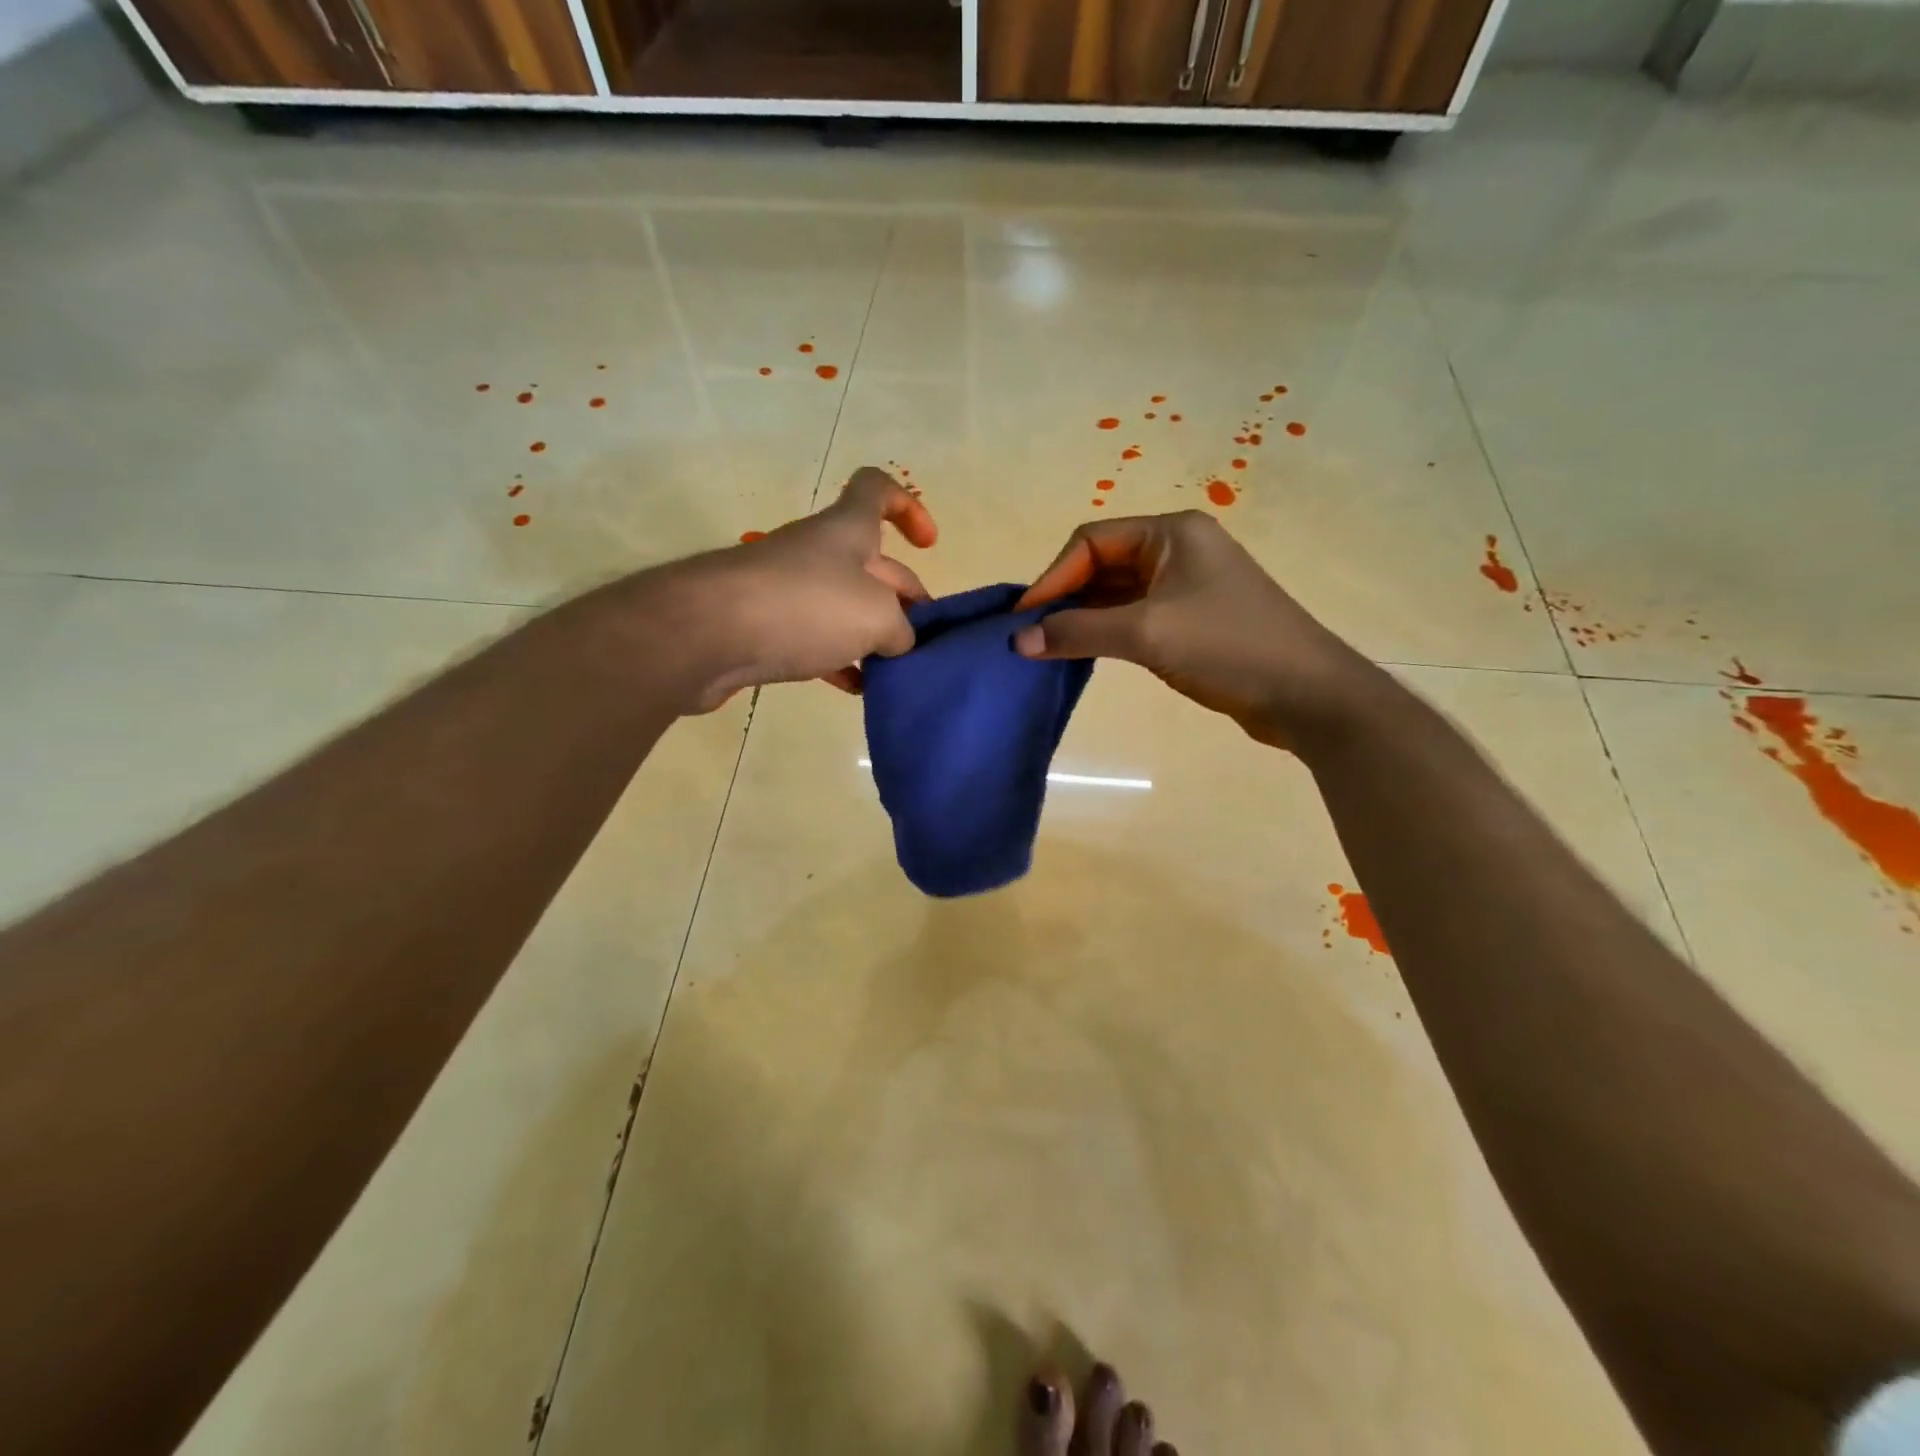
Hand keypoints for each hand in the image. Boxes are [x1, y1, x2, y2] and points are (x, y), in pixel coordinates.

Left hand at [674, 467, 936, 709]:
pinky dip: (838, 660)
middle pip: (872, 564)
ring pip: (843, 606)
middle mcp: (817, 552)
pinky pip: (813, 639)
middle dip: (904, 599)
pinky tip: (855, 689)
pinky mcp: (764, 627)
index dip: (908, 507)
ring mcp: (787, 590)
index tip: (928, 545)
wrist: (706, 635)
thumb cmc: (804, 607)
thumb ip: (901, 628)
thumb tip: (897, 643)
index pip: (877, 489)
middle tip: (924, 641)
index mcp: (847, 530)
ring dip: (872, 635)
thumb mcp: (877, 616)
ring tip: (896, 671)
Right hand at [1013, 510, 1377, 750]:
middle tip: (1030, 636)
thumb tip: (1018, 640)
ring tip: (1049, 647)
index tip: (1023, 619)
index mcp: (1171, 533)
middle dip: (1065, 598)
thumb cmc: (1228, 647)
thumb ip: (1079, 632)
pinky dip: (1107, 632)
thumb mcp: (1147, 634)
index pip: (1092, 541)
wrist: (1307, 694)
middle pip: (1103, 564)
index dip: (1053, 577)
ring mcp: (1187, 585)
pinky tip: (1085, 653)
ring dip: (1083, 617)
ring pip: (1117, 593)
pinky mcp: (1193, 619)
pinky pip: (1135, 616)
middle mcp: (1178, 550)